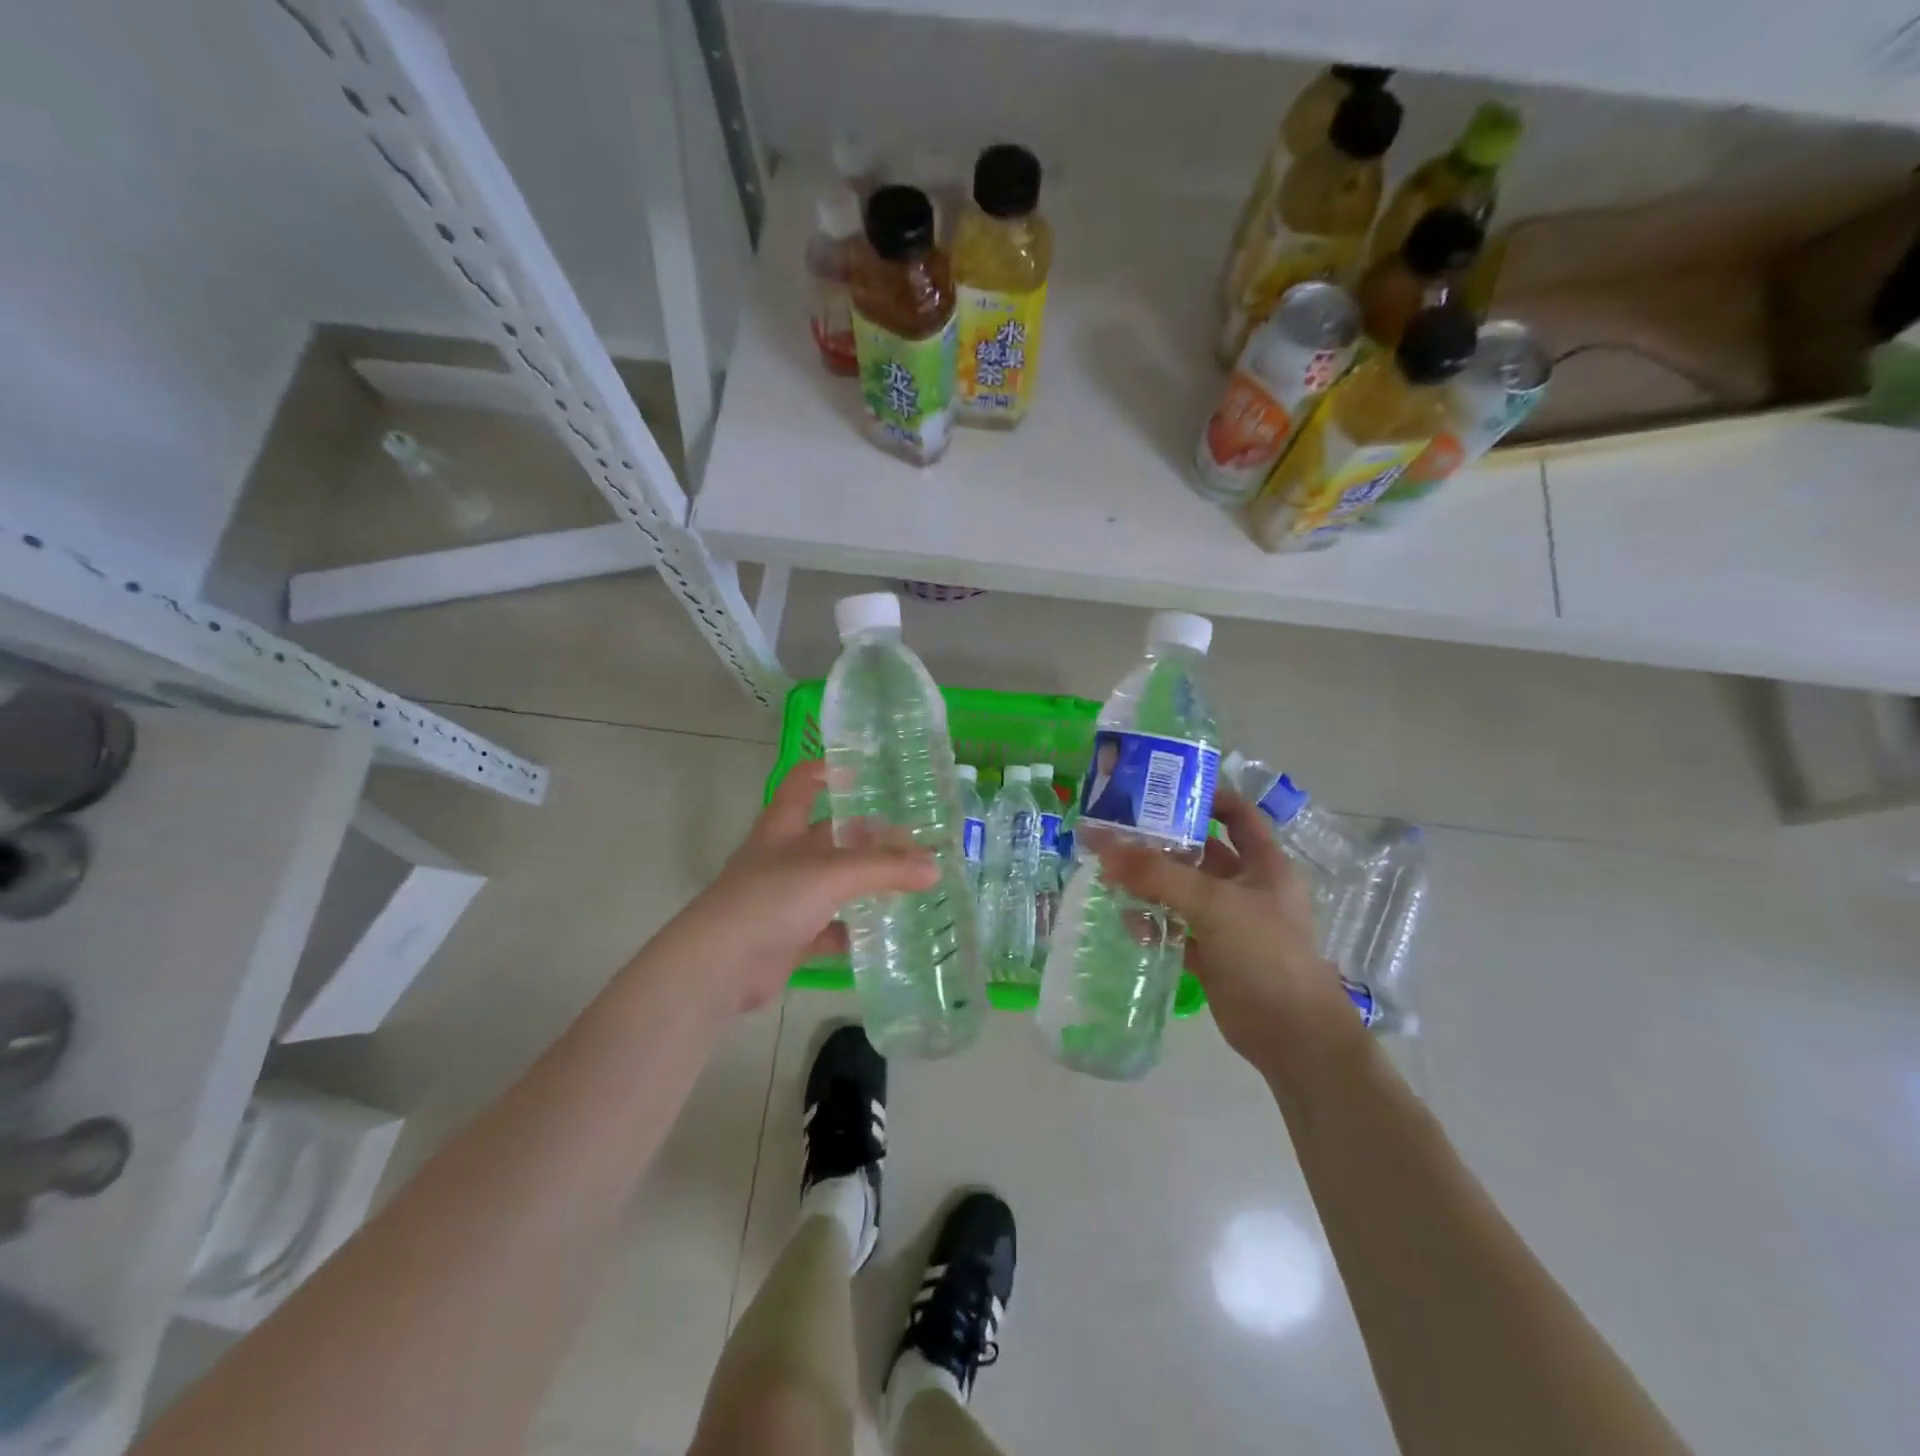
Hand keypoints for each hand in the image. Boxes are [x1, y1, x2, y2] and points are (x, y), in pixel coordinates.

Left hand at [652, 760, 938, 1014]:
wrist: (718, 968)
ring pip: (834, 883)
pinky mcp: (789, 938)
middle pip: (830, 836)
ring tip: (911, 883)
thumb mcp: (831, 874)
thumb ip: (884, 868)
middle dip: (868, 836)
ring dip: (866, 884)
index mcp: (783, 827)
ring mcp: (785, 899)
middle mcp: (783, 857)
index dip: (828, 770)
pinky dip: (855, 931)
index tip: (866, 773)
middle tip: (914, 840)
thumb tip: (934, 867)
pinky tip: (886, 932)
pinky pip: (830, 929)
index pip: (802, 783)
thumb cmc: (769, 900)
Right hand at [1097, 788, 1349, 1063]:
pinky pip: (1177, 928)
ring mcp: (1229, 923)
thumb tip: (1102, 847)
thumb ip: (1157, 874)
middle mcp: (1247, 887)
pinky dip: (1154, 923)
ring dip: (1151, 883)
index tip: (1160, 791)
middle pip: (1201, 852)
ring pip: (1184, 891)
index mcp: (1264, 864)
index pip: (1236, 814)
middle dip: (1162, 843)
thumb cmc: (1265, 954)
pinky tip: (1127, 921)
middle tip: (1117, 833)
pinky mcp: (1213, 954)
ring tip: (1110, 875)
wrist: (1293, 1036)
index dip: (1205, 797)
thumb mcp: (1213, 904)